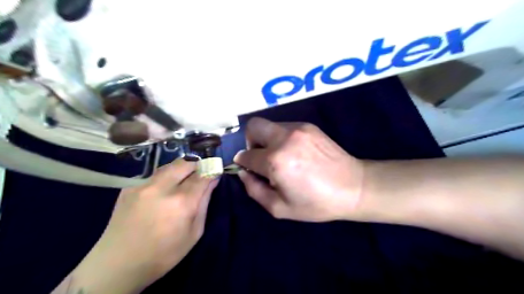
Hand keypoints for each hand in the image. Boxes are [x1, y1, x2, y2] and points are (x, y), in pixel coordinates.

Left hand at [58, 159, 219, 292]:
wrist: (117, 265)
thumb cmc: (164, 253)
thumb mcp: (194, 233)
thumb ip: (204, 203)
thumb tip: (212, 181)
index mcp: (182, 202)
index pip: (202, 175)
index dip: (211, 171)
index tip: (215, 171)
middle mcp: (162, 188)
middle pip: (184, 164)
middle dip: (196, 165)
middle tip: (200, 174)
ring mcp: (143, 186)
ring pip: (168, 166)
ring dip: (180, 169)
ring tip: (182, 180)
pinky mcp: (129, 188)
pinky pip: (153, 176)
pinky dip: (163, 179)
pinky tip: (161, 192)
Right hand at [236, 119, 364, 221]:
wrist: (354, 187)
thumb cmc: (316, 203)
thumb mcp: (280, 208)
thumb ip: (254, 190)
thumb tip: (243, 172)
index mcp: (276, 161)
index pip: (246, 155)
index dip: (243, 163)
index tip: (250, 169)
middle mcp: (284, 138)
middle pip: (253, 126)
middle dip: (251, 142)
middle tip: (262, 158)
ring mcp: (298, 129)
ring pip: (269, 125)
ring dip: (268, 140)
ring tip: (282, 157)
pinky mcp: (309, 126)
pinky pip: (285, 127)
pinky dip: (282, 138)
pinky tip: (296, 153)